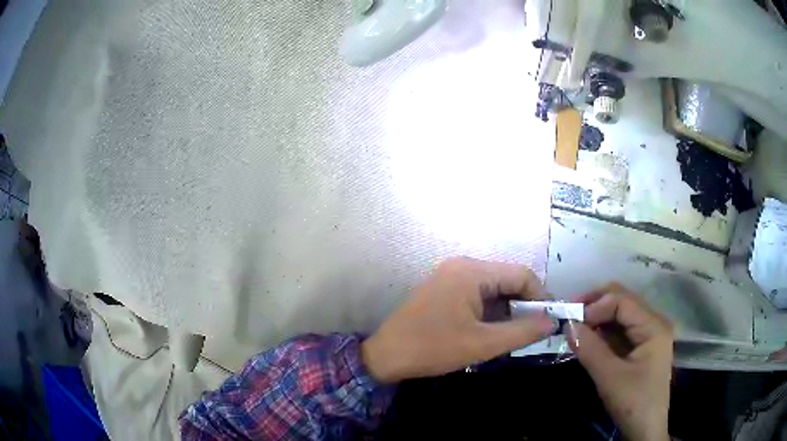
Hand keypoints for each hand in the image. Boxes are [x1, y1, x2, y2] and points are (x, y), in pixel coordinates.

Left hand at [362, 257, 554, 382]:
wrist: (386, 356)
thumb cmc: (433, 348)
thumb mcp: (483, 344)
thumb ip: (522, 331)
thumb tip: (551, 321)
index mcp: (472, 272)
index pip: (521, 275)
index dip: (541, 296)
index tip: (550, 320)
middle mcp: (463, 266)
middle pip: (508, 278)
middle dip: (525, 303)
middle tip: (535, 330)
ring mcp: (451, 276)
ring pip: (494, 287)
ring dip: (509, 308)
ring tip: (517, 332)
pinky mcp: (445, 289)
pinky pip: (479, 293)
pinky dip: (492, 309)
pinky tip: (495, 328)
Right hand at [568, 283, 673, 440]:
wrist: (646, 429)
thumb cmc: (633, 403)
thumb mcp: (610, 377)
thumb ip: (590, 349)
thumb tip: (568, 324)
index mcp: (653, 326)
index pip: (622, 300)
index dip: (596, 305)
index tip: (571, 320)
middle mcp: (654, 323)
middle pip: (623, 301)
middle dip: (595, 306)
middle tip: (570, 318)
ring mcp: (648, 334)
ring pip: (620, 315)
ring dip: (598, 319)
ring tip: (575, 329)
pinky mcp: (641, 347)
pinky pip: (620, 330)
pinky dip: (603, 332)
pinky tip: (589, 340)